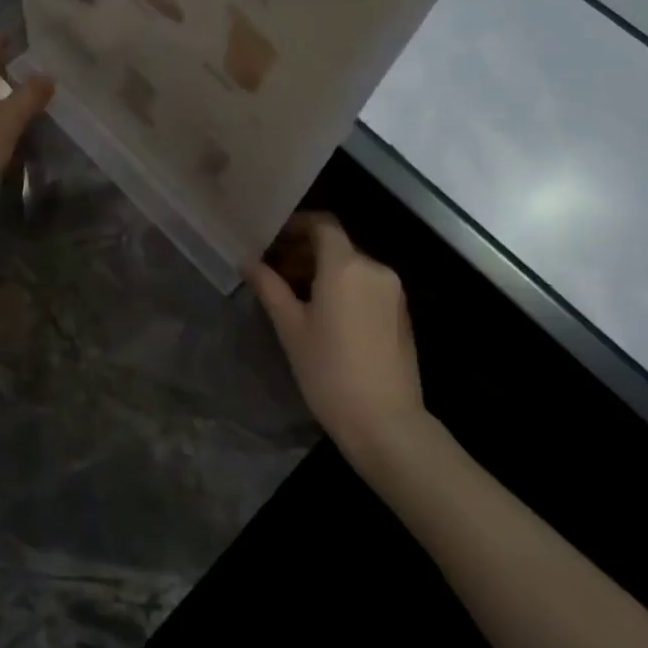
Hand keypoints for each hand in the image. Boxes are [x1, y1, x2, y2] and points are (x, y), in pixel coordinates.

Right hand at [246, 214, 425, 468]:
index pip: (322, 224)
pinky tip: (324, 313)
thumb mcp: (290, 328)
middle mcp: (374, 268)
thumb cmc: (329, 372)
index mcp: (345, 265)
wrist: (386, 423)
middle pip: (336, 244)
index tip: (272, 241)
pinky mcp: (401, 312)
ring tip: (295, 295)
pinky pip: (367, 284)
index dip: (296, 226)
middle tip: (274, 271)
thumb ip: (269, 287)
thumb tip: (247, 261)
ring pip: (352, 265)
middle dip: (304, 251)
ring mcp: (392, 290)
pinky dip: (344, 286)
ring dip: (323, 270)